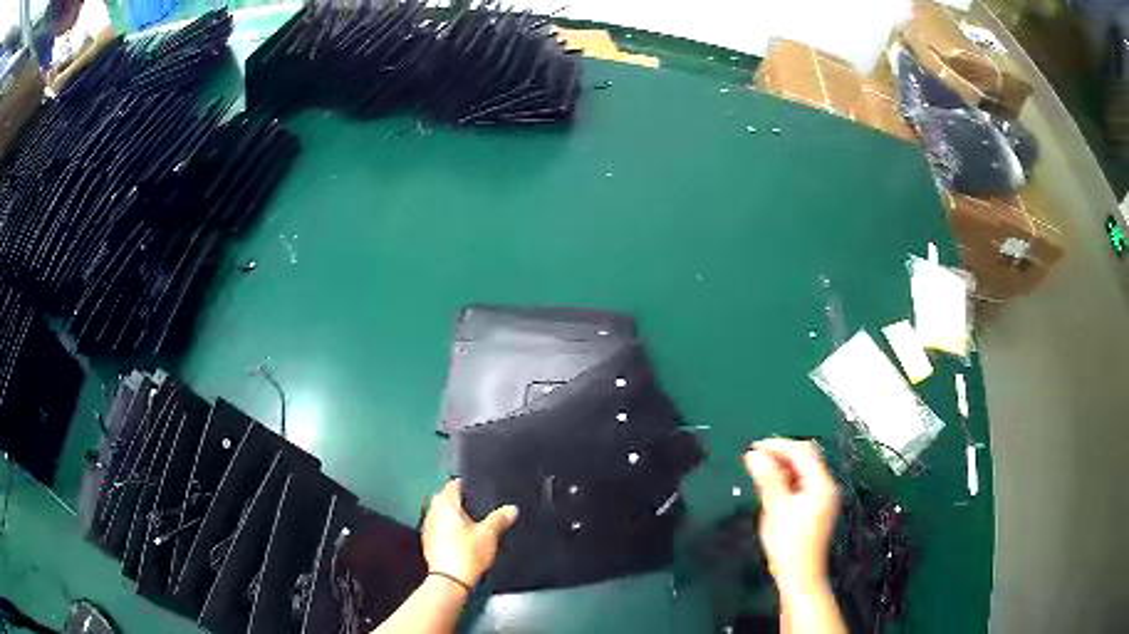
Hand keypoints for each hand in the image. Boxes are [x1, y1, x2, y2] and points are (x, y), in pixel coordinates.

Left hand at [421, 479, 518, 589]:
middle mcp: (433, 512)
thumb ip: (499, 519)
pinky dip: (448, 528)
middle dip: (459, 500)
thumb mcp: (489, 534)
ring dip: (452, 515)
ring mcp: (428, 527)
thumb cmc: (468, 552)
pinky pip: (438, 527)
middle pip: (445, 498)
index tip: (479, 489)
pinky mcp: (427, 542)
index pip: (453, 485)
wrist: (449, 580)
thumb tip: (512, 509)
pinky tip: (461, 537)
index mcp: (446, 505)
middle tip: (478, 505)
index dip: (466, 485)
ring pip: (440, 513)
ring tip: (472, 521)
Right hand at [744, 439, 839, 595]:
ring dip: (783, 466)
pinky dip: (787, 479)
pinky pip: (802, 483)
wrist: (800, 576)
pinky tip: (772, 486)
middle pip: (806, 457)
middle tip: (755, 457)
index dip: (778, 446)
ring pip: (803, 470)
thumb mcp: (776, 510)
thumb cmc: (789, 544)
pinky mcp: (816, 506)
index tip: (753, 448)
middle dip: (781, 453)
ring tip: (759, 470)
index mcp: (821, 484)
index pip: (802, 452)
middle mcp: (826, 486)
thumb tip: (754, 455)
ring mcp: (823, 496)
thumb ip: (768, 480)